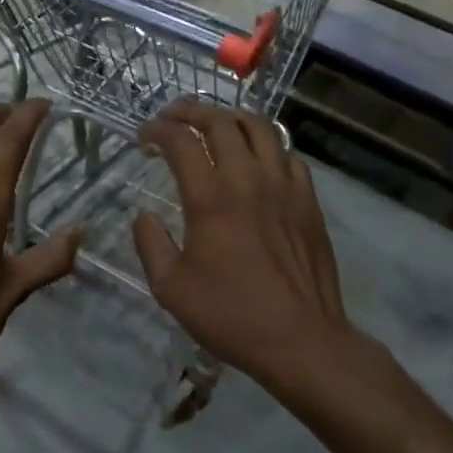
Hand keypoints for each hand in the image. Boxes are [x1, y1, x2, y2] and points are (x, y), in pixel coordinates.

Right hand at [133, 101, 347, 388]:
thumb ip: (150, 244)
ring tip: (216, 126)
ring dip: (231, 119)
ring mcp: (283, 186)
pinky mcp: (308, 201)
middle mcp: (247, 180)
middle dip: (191, 112)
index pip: (180, 141)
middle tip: (174, 118)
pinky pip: (288, 156)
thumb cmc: (230, 314)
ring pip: (259, 129)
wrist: (301, 340)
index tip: (145, 136)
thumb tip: (144, 217)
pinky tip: (258, 161)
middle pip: (220, 122)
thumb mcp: (170, 288)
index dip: (157, 130)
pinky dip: (267, 147)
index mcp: (209, 198)